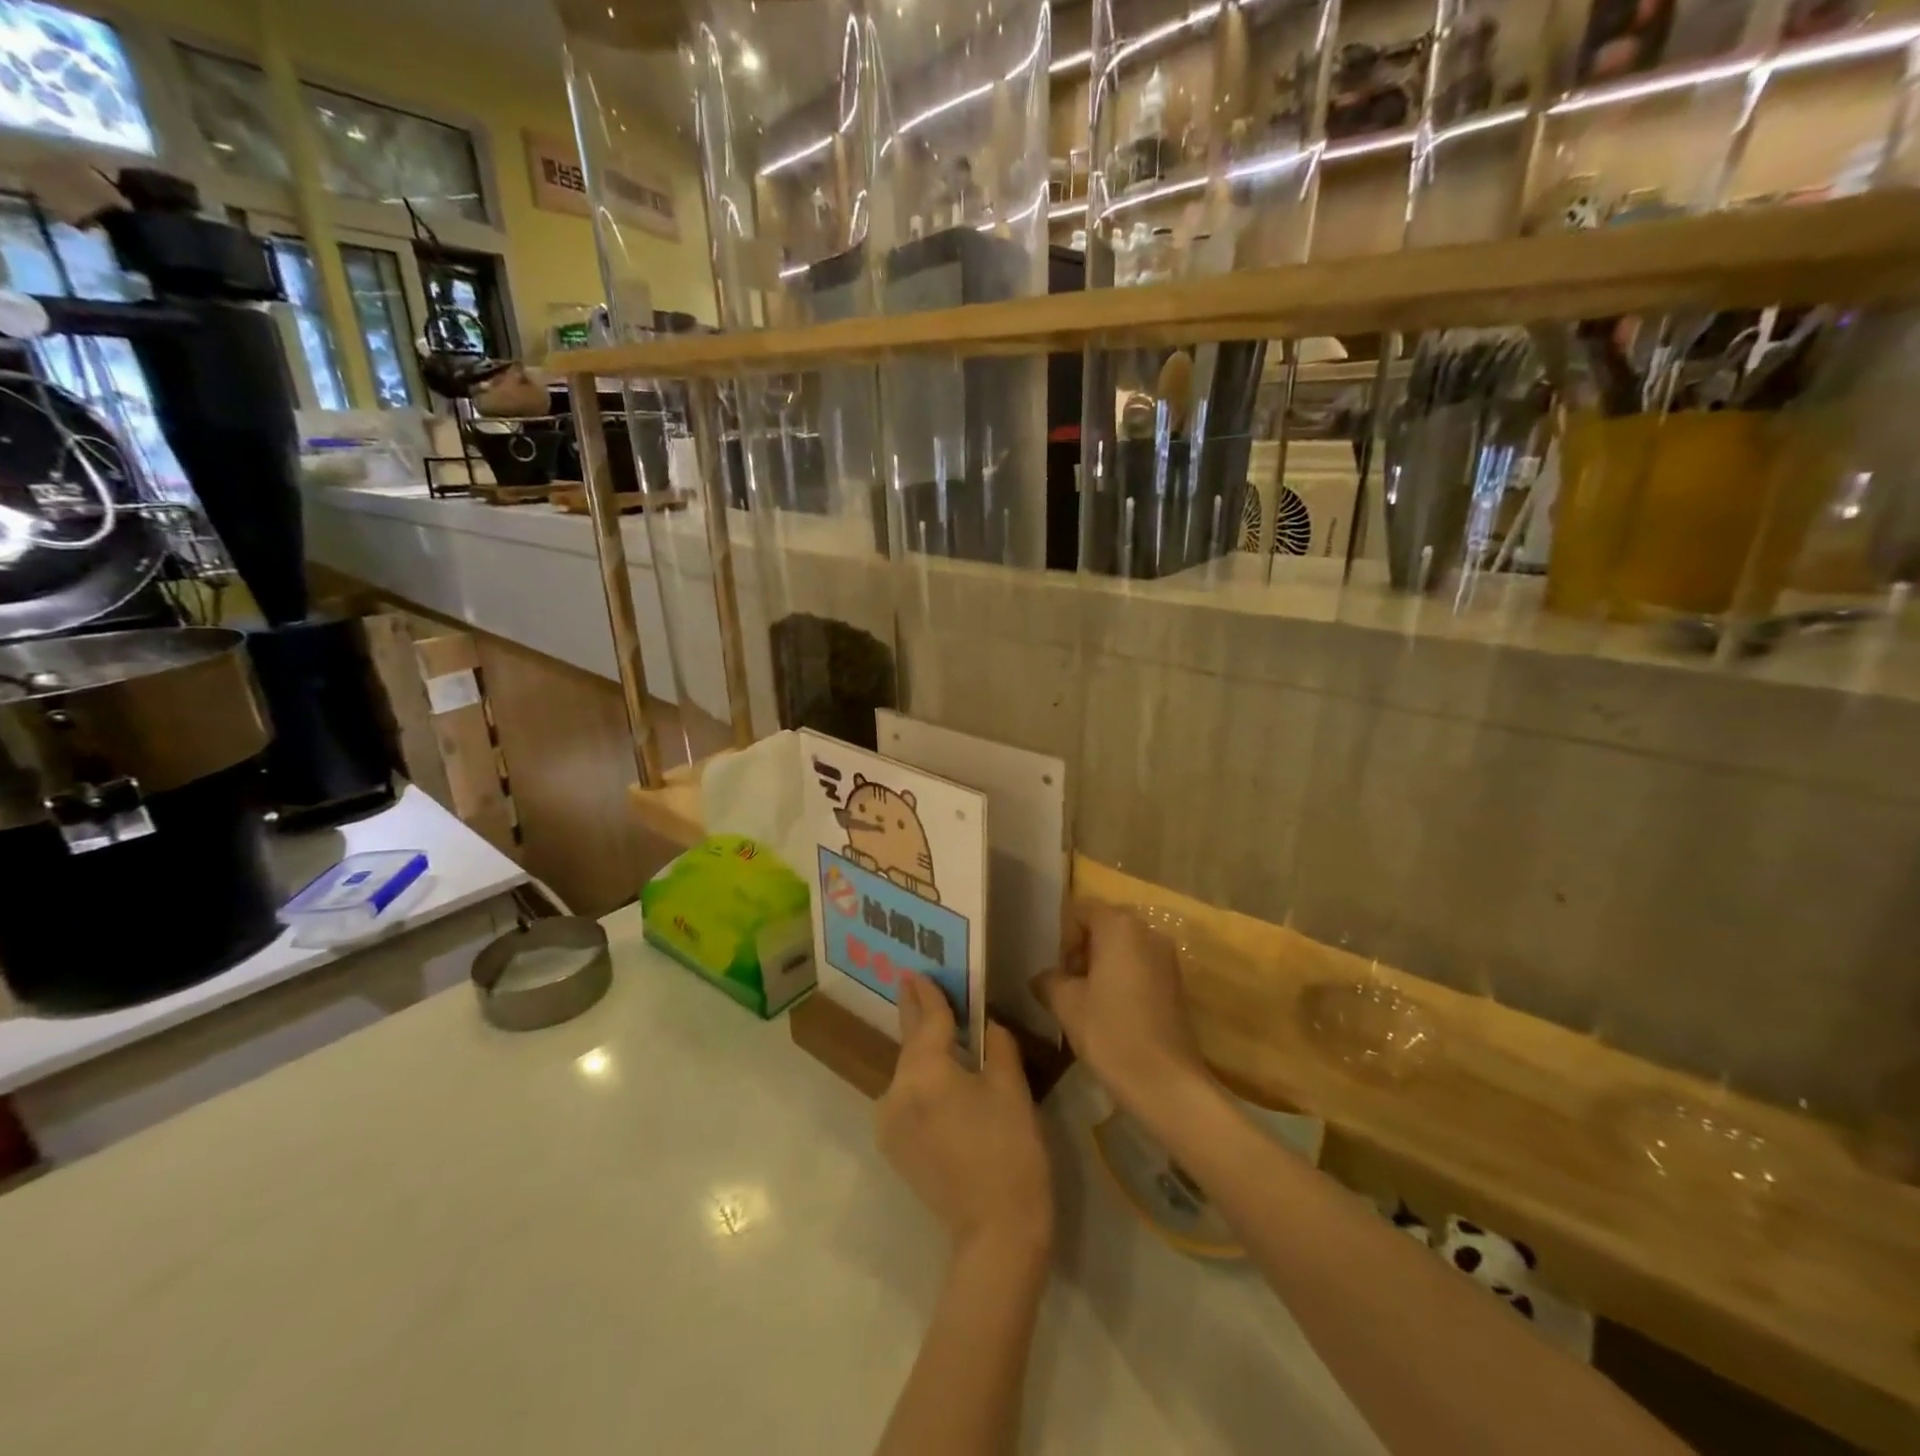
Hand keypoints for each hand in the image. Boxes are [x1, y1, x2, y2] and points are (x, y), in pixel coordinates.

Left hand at [876, 973, 1052, 1257]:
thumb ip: (998, 1046)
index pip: (928, 1021)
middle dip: (915, 1014)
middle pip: (910, 1044)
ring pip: (906, 1072)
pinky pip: (905, 1097)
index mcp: (926, 1072)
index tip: (917, 972)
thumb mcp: (1012, 1089)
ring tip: (932, 1028)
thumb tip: (988, 1025)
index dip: (928, 995)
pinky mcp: (893, 1146)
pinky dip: (918, 1080)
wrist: (995, 1234)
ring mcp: (890, 1121)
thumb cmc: (1011, 1153)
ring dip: (919, 1050)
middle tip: (912, 983)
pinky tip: (935, 1074)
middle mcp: (897, 1091)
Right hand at [1036, 901, 1212, 1123]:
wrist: (1166, 1083)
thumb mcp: (1066, 1004)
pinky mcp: (1176, 983)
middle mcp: (1148, 932)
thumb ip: (1049, 980)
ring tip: (1085, 1000)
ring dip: (1101, 965)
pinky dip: (1121, 978)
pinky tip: (1110, 1012)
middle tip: (1066, 984)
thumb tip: (1042, 977)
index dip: (1063, 936)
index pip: (1081, 910)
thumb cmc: (1110, 1033)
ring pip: (1123, 947)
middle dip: (1081, 949)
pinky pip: (1140, 966)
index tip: (1057, 969)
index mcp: (1120, 926)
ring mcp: (1167, 957)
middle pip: (1104, 925)